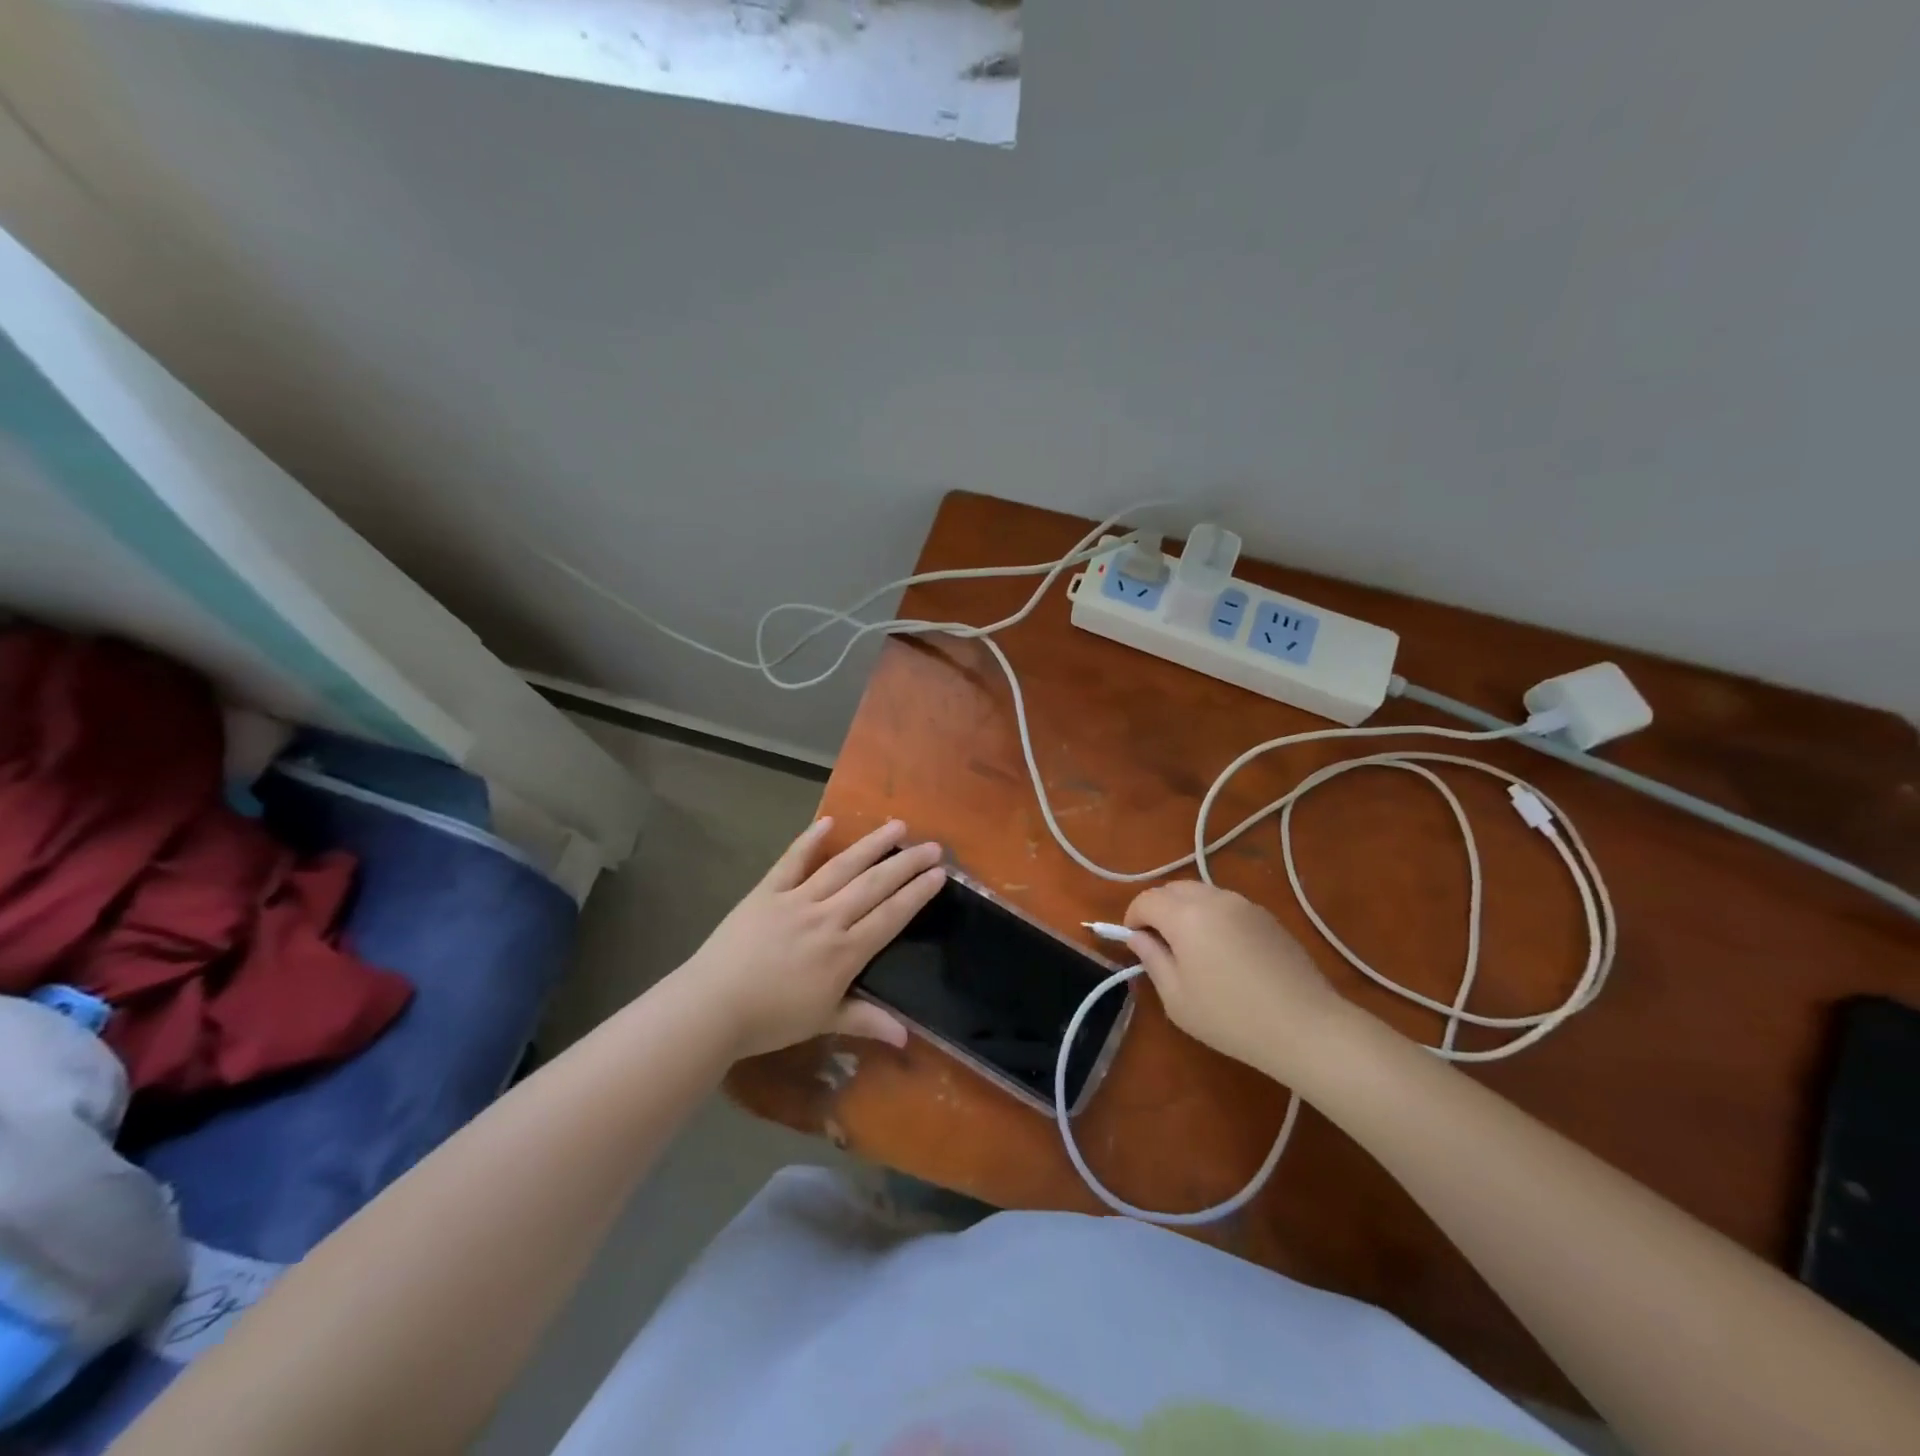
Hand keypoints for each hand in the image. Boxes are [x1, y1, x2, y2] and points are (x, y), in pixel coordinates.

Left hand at [677, 817, 945, 1058]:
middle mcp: (827, 918)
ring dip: (872, 845)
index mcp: (844, 952)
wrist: (711, 1007)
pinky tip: (829, 821)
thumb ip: (867, 1021)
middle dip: (906, 864)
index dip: (917, 893)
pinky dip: (810, 840)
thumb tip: (908, 1039)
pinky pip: (792, 861)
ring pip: (842, 867)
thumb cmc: (770, 1020)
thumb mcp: (823, 1022)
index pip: (890, 916)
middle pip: (874, 885)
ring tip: (897, 825)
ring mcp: (796, 901)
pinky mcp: (767, 892)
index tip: (939, 873)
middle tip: (932, 846)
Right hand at [1124, 880, 1346, 1077]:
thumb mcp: (1177, 998)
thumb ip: (1152, 960)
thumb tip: (1138, 938)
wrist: (1306, 1026)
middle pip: (1173, 889)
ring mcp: (1244, 904)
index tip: (1132, 942)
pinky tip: (1223, 950)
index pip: (1146, 900)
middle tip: (1158, 942)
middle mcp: (1213, 898)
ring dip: (1185, 909)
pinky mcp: (1267, 916)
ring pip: (1201, 893)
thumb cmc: (1230, 1017)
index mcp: (1185, 915)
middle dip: (1158, 908)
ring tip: (1190, 946)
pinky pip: (1227, 905)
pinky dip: (1212, 916)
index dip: (1132, 917)